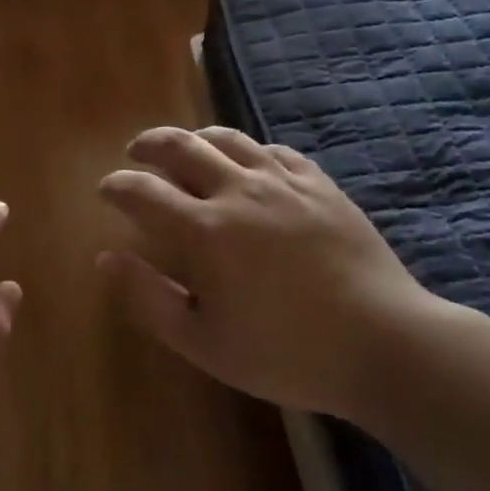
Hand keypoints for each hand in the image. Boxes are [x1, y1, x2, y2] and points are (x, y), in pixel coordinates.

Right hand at [98, 126, 456, 420]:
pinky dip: (249, 151)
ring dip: (196, 137)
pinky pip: (275, 150)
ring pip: (228, 138)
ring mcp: (284, 181)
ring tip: (185, 147)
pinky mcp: (320, 184)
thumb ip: (149, 299)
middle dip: (148, 144)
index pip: (143, 192)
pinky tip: (249, 163)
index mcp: (205, 230)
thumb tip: (107, 259)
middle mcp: (239, 190)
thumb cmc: (287, 352)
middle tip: (135, 153)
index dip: (117, 186)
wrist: (384, 343)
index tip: (105, 189)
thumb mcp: (204, 343)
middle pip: (181, 145)